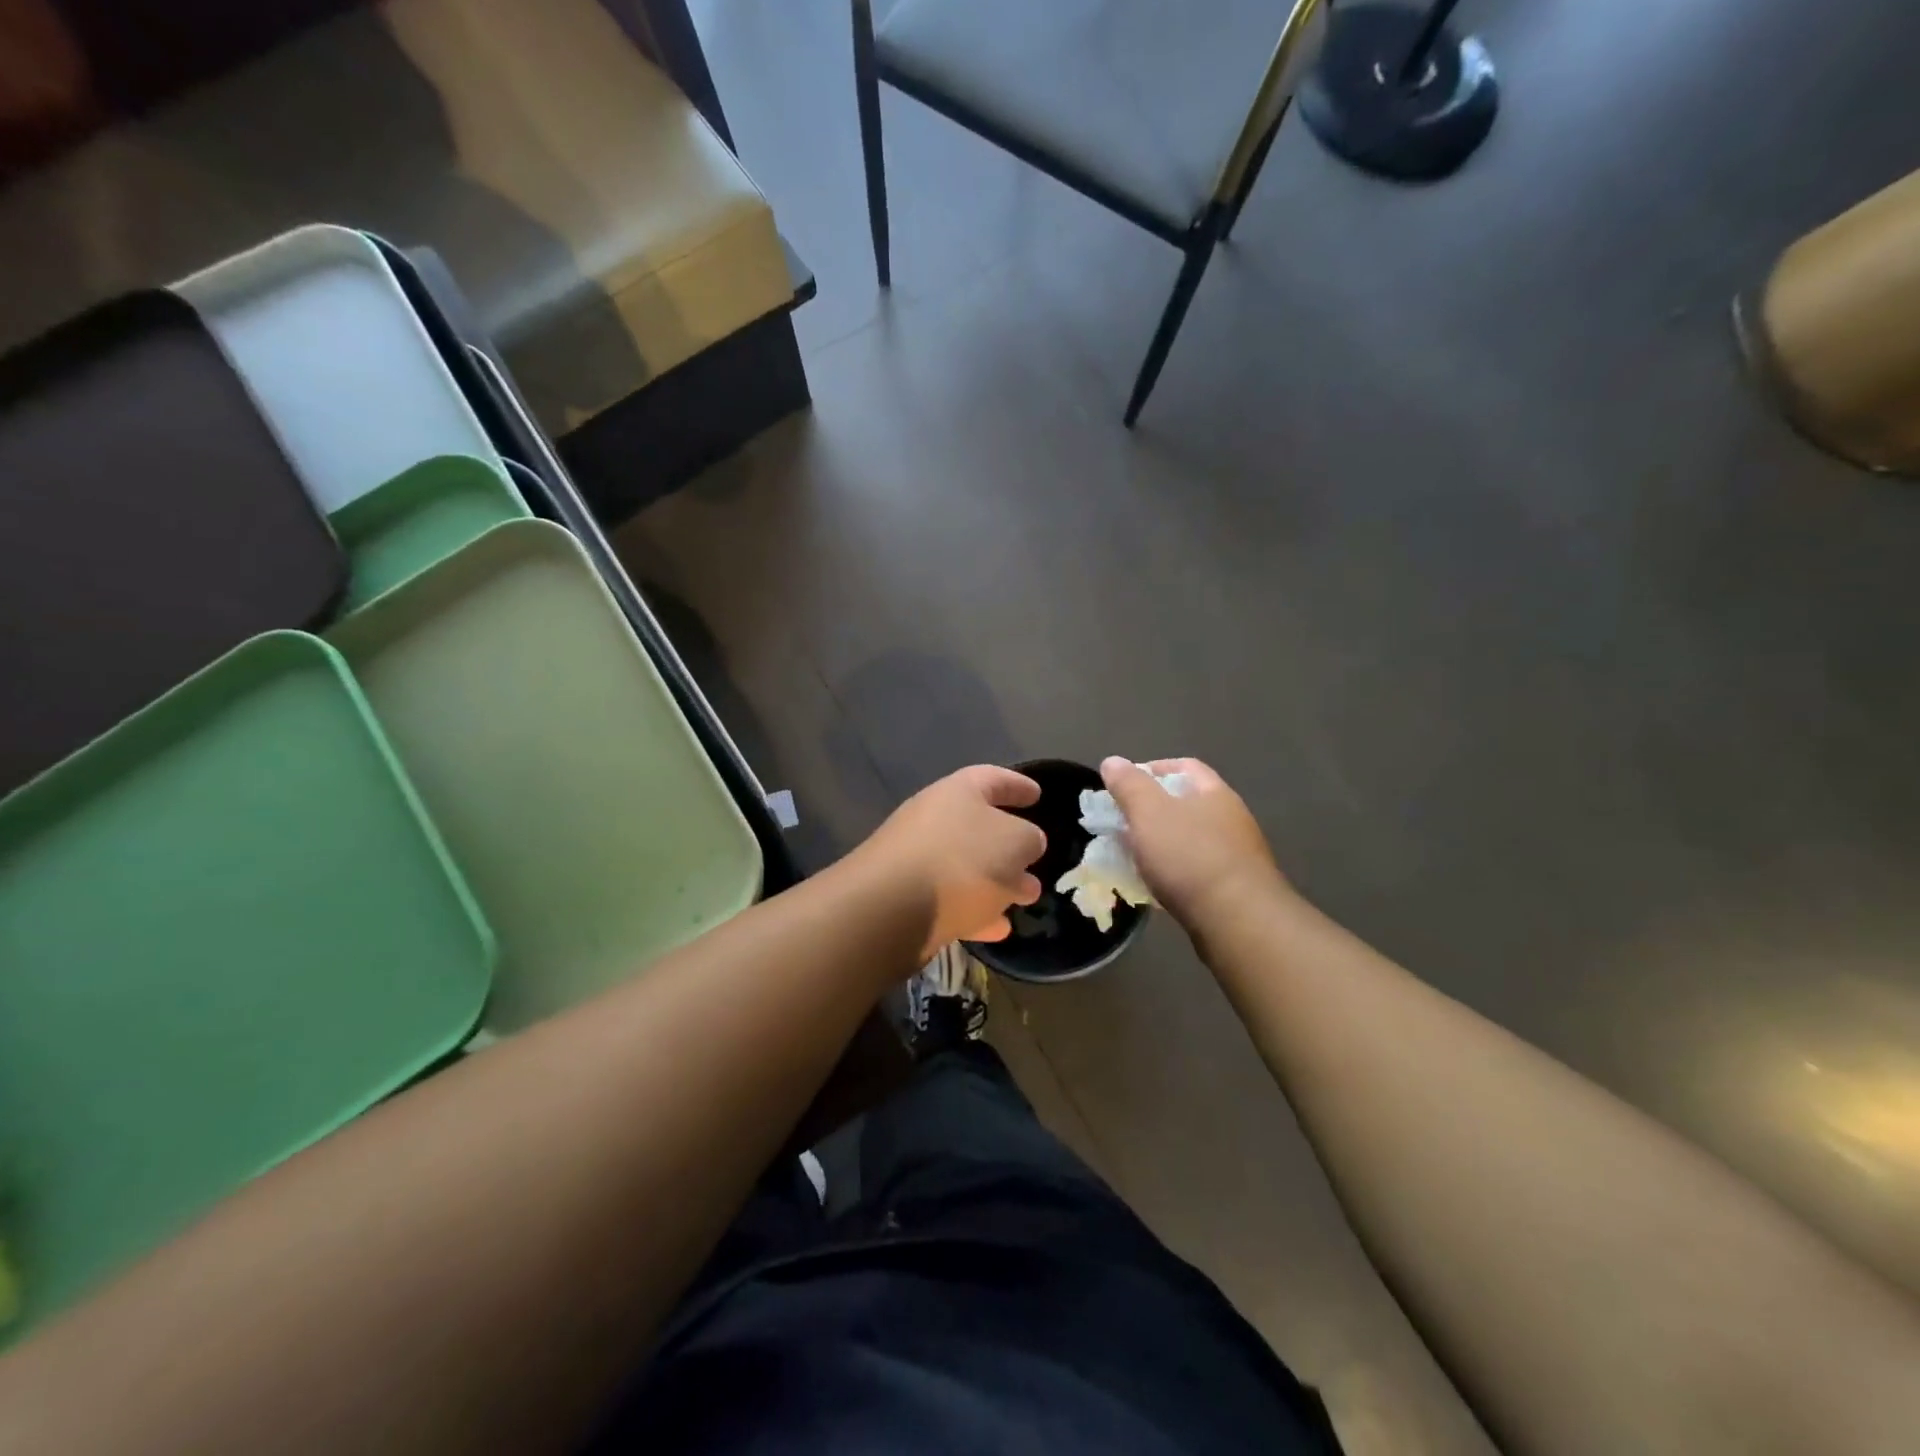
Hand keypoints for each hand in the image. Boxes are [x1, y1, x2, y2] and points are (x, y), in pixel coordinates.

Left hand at [851, 766, 1047, 959]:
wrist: (891, 909)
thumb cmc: (963, 860)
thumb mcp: (1016, 843)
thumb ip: (1029, 839)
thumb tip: (1026, 844)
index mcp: (958, 792)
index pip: (993, 778)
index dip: (1018, 784)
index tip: (1038, 793)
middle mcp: (933, 818)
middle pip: (978, 826)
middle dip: (1009, 844)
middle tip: (1035, 858)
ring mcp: (916, 859)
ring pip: (966, 866)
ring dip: (996, 882)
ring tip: (1025, 898)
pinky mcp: (906, 898)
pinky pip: (950, 899)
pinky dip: (975, 911)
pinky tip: (998, 930)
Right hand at [1100, 757, 1286, 930]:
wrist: (1237, 920)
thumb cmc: (1189, 856)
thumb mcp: (1148, 812)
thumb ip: (1128, 785)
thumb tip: (1112, 761)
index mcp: (1215, 793)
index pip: (1184, 766)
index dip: (1151, 769)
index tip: (1123, 786)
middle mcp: (1232, 818)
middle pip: (1187, 804)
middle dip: (1152, 811)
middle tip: (1122, 823)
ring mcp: (1237, 855)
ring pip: (1190, 839)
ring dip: (1162, 844)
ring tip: (1134, 857)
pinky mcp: (1235, 888)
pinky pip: (1197, 870)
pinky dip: (1174, 872)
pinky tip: (1156, 886)